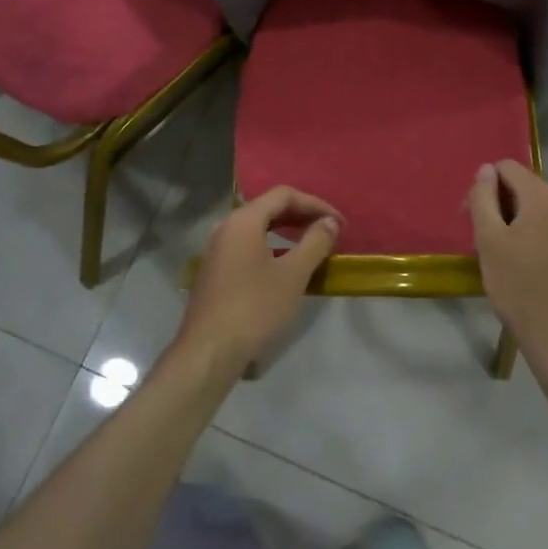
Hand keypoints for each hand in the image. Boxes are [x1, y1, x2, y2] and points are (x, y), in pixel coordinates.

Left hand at [176, 187, 340, 378]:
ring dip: (286, 231)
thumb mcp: (293, 275)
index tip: (339, 223)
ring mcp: (217, 249)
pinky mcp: (215, 271)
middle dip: (301, 215)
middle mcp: (226, 227)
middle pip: (268, 208)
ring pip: (257, 228)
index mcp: (243, 220)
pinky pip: (248, 245)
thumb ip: (314, 243)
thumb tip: (329, 221)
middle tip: (328, 229)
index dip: (315, 204)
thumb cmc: (254, 309)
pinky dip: (271, 247)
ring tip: (311, 244)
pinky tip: (284, 266)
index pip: (284, 195)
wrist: (208, 353)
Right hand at [468, 161, 547, 369]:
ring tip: (528, 260)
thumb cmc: (520, 291)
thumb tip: (486, 169)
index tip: (479, 219)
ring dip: (538, 225)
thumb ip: (482, 198)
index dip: (487, 188)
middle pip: (533, 191)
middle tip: (498, 245)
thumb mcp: (488, 243)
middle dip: (512, 209)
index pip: (508, 168)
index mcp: (543, 197)